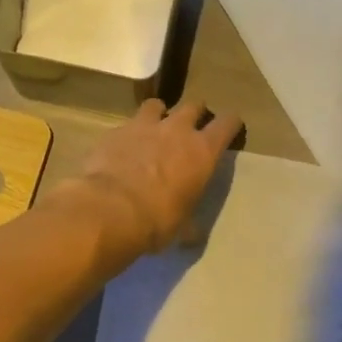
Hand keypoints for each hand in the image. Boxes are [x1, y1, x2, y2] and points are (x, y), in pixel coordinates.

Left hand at [52, 97, 242, 267]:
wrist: (110, 210)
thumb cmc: (157, 220)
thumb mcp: (182, 227)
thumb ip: (190, 225)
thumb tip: (192, 236)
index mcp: (203, 151)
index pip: (227, 123)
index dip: (231, 123)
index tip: (230, 127)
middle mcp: (177, 130)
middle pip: (193, 106)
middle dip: (195, 113)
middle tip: (191, 127)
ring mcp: (143, 127)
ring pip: (156, 105)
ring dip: (159, 114)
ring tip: (154, 128)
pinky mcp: (114, 132)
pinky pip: (126, 125)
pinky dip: (128, 134)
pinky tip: (122, 149)